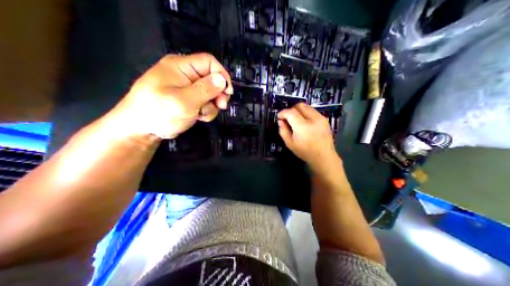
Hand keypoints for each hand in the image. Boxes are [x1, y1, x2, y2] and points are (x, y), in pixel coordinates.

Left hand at [109, 53, 235, 139]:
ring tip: (202, 115)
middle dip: (217, 93)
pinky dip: (204, 109)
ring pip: (209, 92)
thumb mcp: (183, 102)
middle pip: (210, 77)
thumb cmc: (157, 112)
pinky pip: (202, 101)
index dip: (221, 75)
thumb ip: (204, 90)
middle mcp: (183, 73)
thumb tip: (222, 80)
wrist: (139, 131)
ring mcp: (184, 87)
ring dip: (211, 104)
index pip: (208, 62)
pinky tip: (198, 117)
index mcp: (180, 66)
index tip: (227, 92)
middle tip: (220, 106)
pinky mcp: (185, 99)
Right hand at [277, 103, 339, 171]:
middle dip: (291, 109)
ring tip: (296, 120)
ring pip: (307, 106)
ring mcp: (320, 118)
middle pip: (299, 106)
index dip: (283, 112)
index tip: (279, 117)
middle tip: (288, 117)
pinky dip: (306, 113)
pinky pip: (313, 111)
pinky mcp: (325, 119)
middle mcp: (313, 119)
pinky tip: (305, 123)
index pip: (291, 112)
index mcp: (303, 126)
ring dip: (299, 111)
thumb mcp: (290, 144)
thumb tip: (280, 121)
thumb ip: (283, 131)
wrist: (324, 156)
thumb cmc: (305, 152)